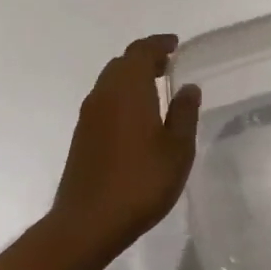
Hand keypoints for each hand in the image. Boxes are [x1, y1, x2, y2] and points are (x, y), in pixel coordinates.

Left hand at [48, 35, 200, 266]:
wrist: (86, 225)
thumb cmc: (139, 182)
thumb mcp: (177, 149)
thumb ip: (184, 113)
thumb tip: (188, 87)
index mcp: (128, 88)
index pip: (141, 51)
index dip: (159, 44)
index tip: (175, 45)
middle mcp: (104, 94)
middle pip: (123, 62)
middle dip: (145, 59)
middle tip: (168, 65)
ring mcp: (89, 116)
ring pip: (111, 81)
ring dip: (132, 78)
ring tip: (156, 89)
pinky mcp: (82, 136)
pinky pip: (104, 100)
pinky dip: (122, 96)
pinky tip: (137, 117)